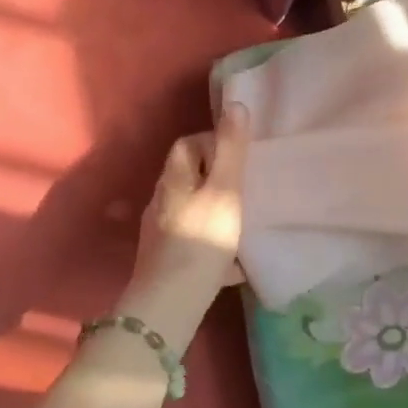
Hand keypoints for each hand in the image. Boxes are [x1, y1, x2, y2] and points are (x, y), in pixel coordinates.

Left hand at [121, 102, 249, 340]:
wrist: (171, 303)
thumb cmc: (202, 238)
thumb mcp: (225, 189)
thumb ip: (232, 149)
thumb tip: (235, 104)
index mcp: (173, 180)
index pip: (186, 144)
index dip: (212, 141)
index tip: (240, 155)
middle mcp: (161, 202)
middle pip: (188, 177)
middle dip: (216, 177)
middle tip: (247, 186)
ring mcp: (160, 234)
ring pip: (191, 210)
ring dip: (215, 209)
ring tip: (244, 220)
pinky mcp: (167, 262)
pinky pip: (194, 242)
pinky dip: (213, 243)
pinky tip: (234, 261)